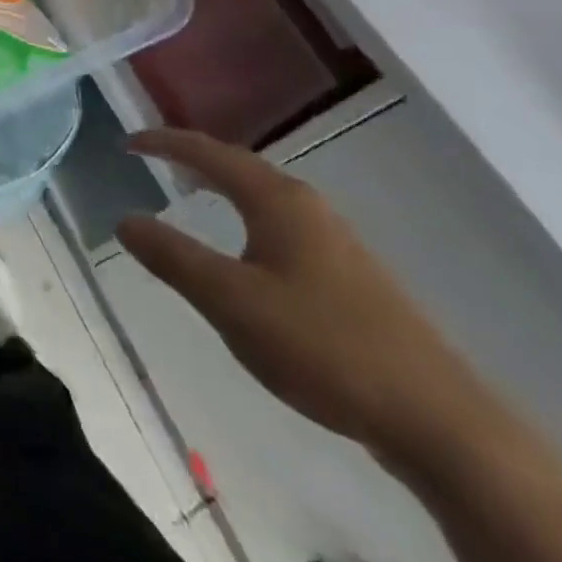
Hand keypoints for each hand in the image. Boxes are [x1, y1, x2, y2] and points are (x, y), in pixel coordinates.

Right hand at [116, 130, 490, 458]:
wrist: (437, 419)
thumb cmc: (322, 346)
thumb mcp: (231, 302)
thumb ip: (173, 257)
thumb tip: (125, 219)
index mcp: (276, 200)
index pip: (209, 153)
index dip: (164, 143)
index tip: (127, 141)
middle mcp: (306, 205)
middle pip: (240, 165)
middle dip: (194, 157)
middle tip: (154, 159)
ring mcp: (334, 239)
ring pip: (264, 195)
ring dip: (223, 185)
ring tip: (192, 191)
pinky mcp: (349, 274)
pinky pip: (281, 224)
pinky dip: (247, 215)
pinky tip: (246, 249)